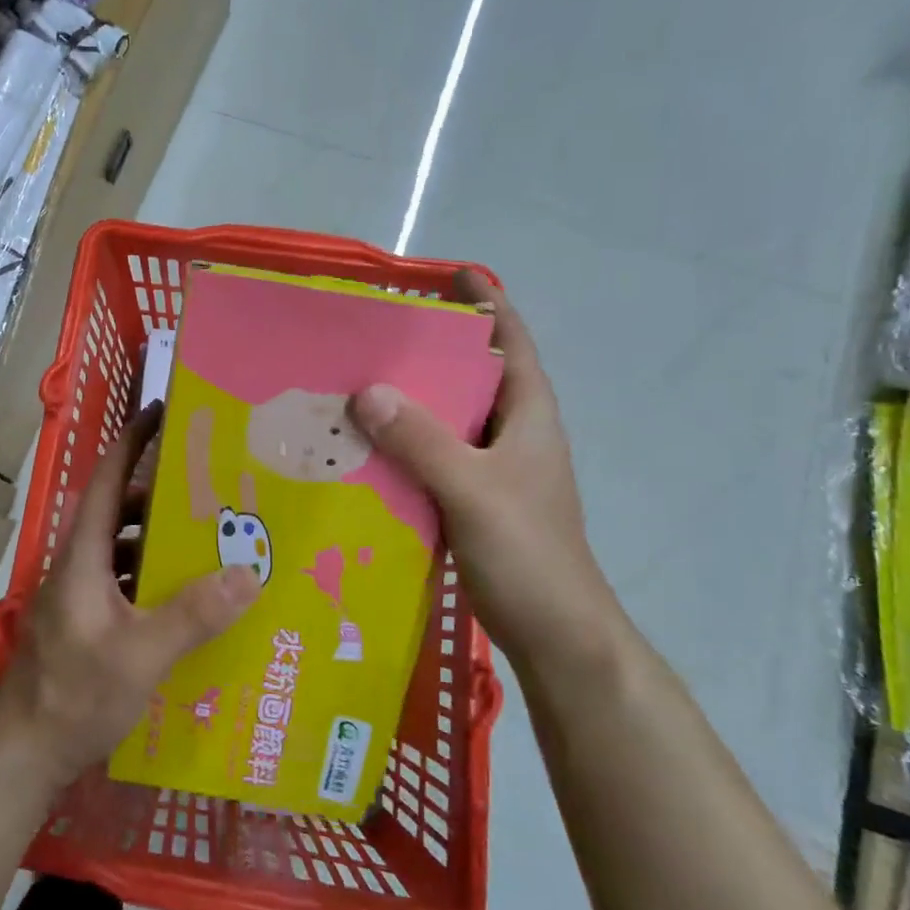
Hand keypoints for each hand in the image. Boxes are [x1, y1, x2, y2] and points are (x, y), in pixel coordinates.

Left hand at [0, 404, 260, 787]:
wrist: (24, 754)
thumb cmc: (75, 695)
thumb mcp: (141, 654)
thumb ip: (193, 614)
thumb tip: (247, 572)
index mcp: (84, 555)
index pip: (108, 479)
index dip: (133, 440)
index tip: (163, 410)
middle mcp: (80, 565)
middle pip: (121, 512)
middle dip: (163, 496)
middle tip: (213, 491)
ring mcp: (81, 596)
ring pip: (125, 550)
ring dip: (162, 541)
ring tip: (212, 543)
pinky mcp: (87, 623)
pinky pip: (126, 583)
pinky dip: (155, 579)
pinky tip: (190, 600)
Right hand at [350, 272, 625, 674]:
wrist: (556, 635)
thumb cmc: (528, 553)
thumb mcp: (473, 490)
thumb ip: (422, 441)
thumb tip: (367, 391)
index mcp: (527, 416)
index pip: (510, 342)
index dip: (486, 303)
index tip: (449, 274)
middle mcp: (511, 434)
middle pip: (470, 376)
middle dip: (428, 352)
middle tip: (372, 334)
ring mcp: (492, 470)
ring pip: (446, 420)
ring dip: (408, 402)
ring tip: (353, 385)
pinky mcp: (472, 501)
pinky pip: (431, 458)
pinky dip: (401, 446)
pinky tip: (362, 449)